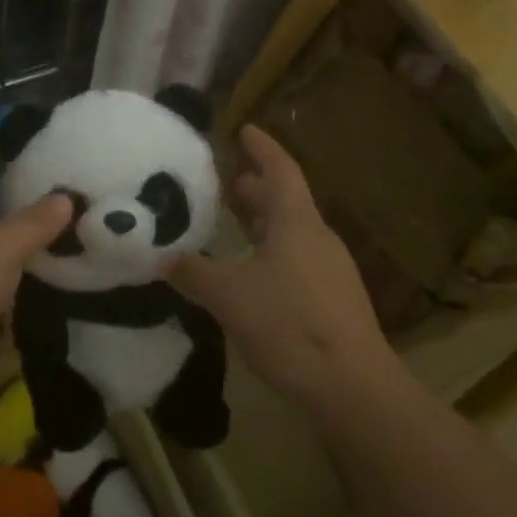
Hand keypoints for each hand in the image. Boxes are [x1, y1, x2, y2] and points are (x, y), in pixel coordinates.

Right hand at [166, 125, 395, 411]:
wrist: (354, 387)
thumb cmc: (290, 324)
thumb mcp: (229, 295)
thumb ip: (193, 272)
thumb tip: (162, 258)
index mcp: (296, 221)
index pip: (280, 168)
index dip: (262, 147)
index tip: (244, 129)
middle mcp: (317, 236)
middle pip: (284, 199)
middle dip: (254, 187)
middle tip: (223, 181)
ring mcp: (330, 269)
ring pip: (290, 231)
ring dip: (261, 221)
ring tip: (231, 221)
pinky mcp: (334, 300)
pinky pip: (296, 259)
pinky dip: (270, 251)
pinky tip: (250, 273)